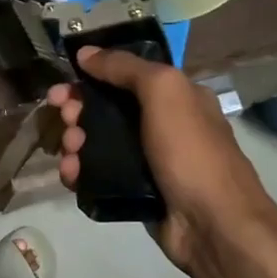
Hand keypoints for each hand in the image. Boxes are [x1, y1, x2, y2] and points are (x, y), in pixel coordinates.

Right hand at [47, 46, 276, 273]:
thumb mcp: (164, 91)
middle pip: (108, 108)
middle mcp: (163, 124)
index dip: (91, 76)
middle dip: (79, 110)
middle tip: (65, 119)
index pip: (125, 76)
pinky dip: (81, 171)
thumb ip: (125, 67)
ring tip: (70, 153)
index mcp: (176, 96)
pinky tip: (70, 175)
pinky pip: (100, 174)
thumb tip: (86, 53)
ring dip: (76, 142)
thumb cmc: (191, 150)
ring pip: (99, 142)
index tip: (63, 86)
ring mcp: (149, 160)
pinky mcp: (136, 191)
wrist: (213, 225)